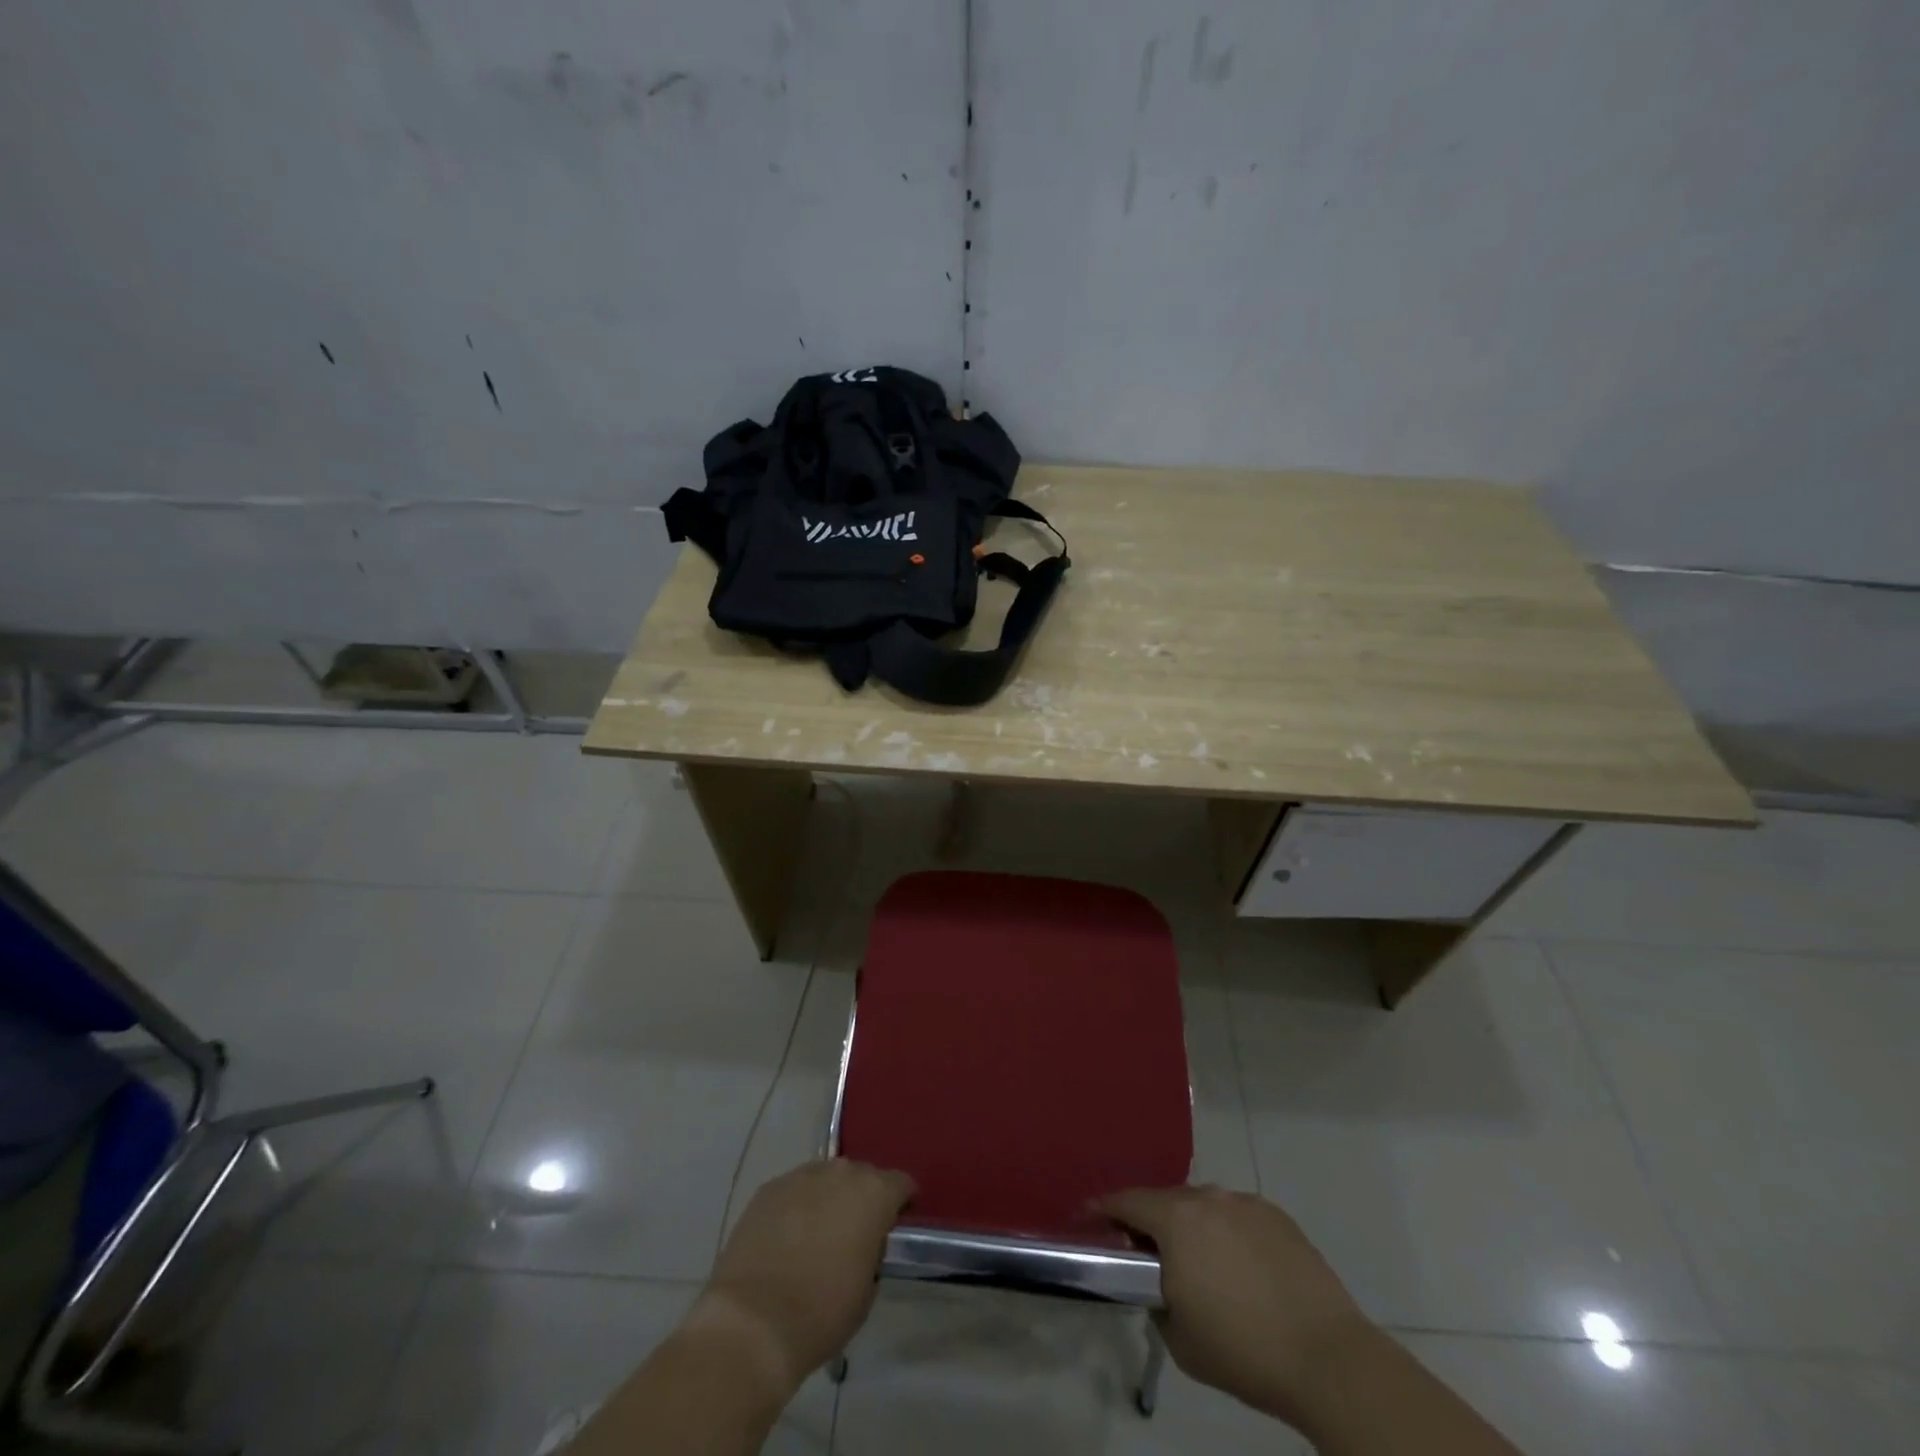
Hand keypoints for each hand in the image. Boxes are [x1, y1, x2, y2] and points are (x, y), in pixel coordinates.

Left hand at [694, 1159, 914, 1390]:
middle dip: (862, 1198)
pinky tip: (787, 1238)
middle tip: (855, 1232)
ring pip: (825, 1179)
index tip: (895, 1224)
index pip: (900, 1183)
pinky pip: (794, 1190)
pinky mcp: (768, 1188)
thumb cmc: (822, 1313)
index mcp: (874, 1193)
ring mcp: (801, 1176)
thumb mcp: (867, 1290)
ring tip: (817, 1234)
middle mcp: (841, 1173)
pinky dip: (797, 1207)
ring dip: (827, 1199)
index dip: (901, 1203)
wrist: (753, 1323)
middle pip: (861, 1176)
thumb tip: (864, 1243)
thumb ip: (872, 1253)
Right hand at [1099, 1184, 1370, 1423]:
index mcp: (1176, 1220)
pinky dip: (1227, 1232)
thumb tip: (1161, 1285)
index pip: (1127, 1201)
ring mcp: (1245, 1203)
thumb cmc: (1242, 1350)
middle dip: (1151, 1220)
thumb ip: (1157, 1300)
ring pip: (1204, 1205)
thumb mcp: (1179, 1338)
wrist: (1327, 1358)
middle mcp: (1207, 1198)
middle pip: (1166, 1199)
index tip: (1090, 1216)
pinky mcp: (1277, 1215)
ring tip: (1199, 1262)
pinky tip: (1240, 1267)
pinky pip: (1237, 1216)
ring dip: (1192, 1225)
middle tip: (1147, 1251)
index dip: (1105, 1208)